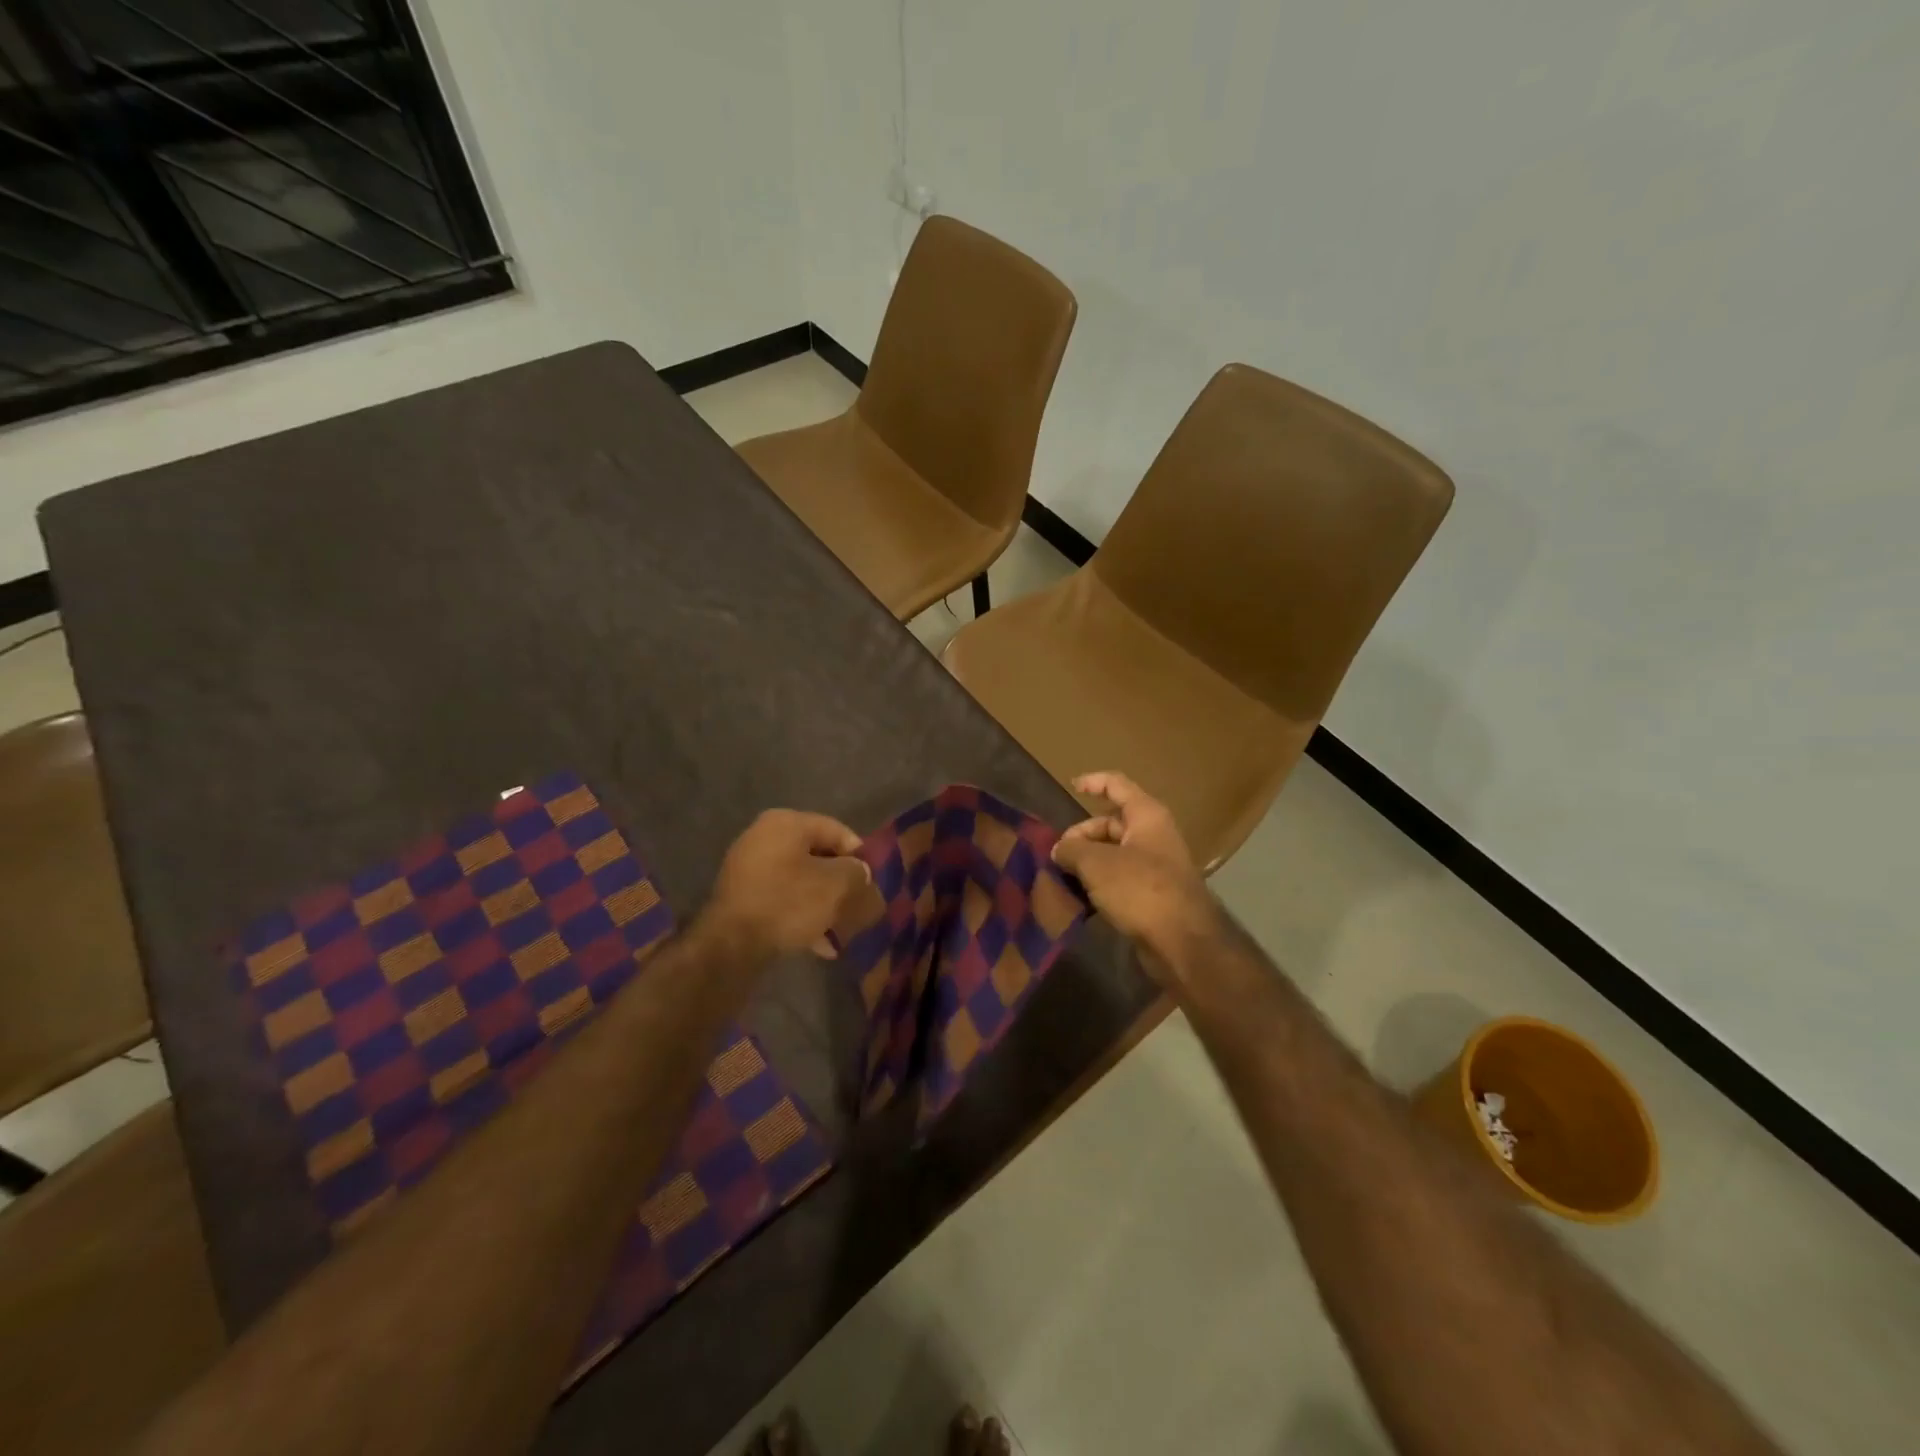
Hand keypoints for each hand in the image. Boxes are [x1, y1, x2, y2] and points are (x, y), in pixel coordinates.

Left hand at [701, 809, 871, 959]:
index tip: (871, 884)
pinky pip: (782, 898)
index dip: (860, 857)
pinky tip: (819, 944)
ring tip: (840, 932)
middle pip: (818, 857)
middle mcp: (764, 836)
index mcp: (787, 822)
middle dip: (841, 885)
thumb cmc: (788, 902)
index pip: (837, 831)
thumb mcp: (836, 886)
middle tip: (858, 908)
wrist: (731, 944)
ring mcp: (749, 866)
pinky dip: (801, 915)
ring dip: (823, 904)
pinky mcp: (741, 896)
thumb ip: (857, 873)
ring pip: (801, 881)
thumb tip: (861, 872)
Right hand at [1052, 772, 1219, 974]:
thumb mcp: (1097, 863)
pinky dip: (1099, 882)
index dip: (1093, 782)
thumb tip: (1060, 850)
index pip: (1117, 785)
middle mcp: (1153, 835)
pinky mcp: (1152, 893)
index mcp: (1146, 815)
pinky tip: (1081, 897)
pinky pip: (1120, 878)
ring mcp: (1155, 865)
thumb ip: (1072, 850)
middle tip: (1058, 855)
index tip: (1071, 787)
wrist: (1182, 941)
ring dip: (1088, 861)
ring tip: (1063, 877)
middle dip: (1081, 835)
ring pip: (1113, 853)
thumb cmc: (1140, 888)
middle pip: (1111, 823)